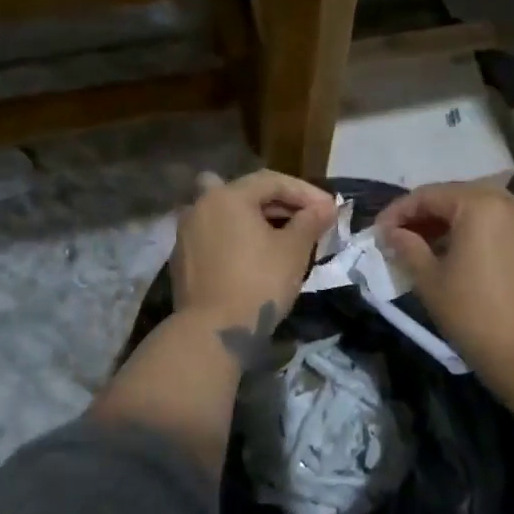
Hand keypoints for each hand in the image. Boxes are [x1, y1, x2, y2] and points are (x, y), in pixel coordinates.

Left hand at [170, 171, 335, 360]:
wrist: (213, 332)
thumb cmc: (258, 283)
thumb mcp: (294, 250)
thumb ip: (311, 221)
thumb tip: (326, 207)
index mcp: (226, 196)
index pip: (272, 181)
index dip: (305, 192)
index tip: (330, 209)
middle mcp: (200, 206)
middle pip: (247, 194)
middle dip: (281, 204)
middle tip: (310, 221)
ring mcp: (186, 233)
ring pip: (229, 216)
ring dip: (257, 221)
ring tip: (286, 238)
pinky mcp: (183, 259)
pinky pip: (217, 237)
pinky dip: (238, 239)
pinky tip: (258, 256)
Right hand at [376, 182, 513, 378]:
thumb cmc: (472, 312)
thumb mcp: (430, 279)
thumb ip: (407, 247)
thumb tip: (391, 233)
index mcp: (480, 204)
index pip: (428, 195)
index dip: (398, 211)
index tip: (377, 231)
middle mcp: (509, 201)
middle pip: (454, 197)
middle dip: (423, 215)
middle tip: (396, 236)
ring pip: (476, 210)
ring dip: (446, 223)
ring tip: (419, 245)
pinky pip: (496, 224)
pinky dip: (471, 232)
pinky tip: (452, 252)